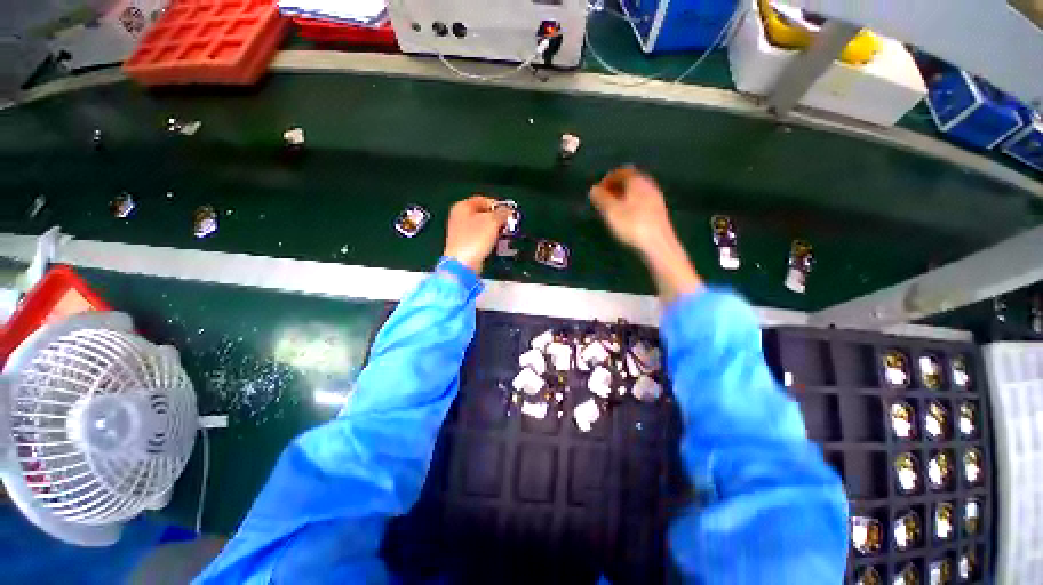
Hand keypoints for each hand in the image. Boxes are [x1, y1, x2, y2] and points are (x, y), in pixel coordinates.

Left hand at [443, 195, 511, 273]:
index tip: (508, 212)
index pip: (484, 199)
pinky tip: (494, 244)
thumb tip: (508, 211)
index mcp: (462, 206)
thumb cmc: (474, 239)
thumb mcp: (493, 221)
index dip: (498, 205)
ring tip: (503, 235)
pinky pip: (480, 238)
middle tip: (507, 224)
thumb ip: (502, 213)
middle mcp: (459, 217)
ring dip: (494, 230)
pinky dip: (488, 240)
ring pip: (483, 227)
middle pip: (483, 213)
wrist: (463, 263)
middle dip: (497, 219)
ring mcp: (461, 232)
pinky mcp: (465, 245)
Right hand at [589, 166, 701, 301]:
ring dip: (622, 197)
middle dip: (615, 188)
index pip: (621, 171)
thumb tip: (593, 189)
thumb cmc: (632, 224)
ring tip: (610, 210)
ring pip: (636, 192)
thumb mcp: (611, 211)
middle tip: (602, 200)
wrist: (658, 244)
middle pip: (630, 181)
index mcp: (638, 181)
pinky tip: (624, 218)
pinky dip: (630, 205)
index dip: (607, 179)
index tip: (597, 191)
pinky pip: (641, 202)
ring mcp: (656, 199)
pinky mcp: (658, 212)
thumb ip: (601, 198)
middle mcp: (649, 185)